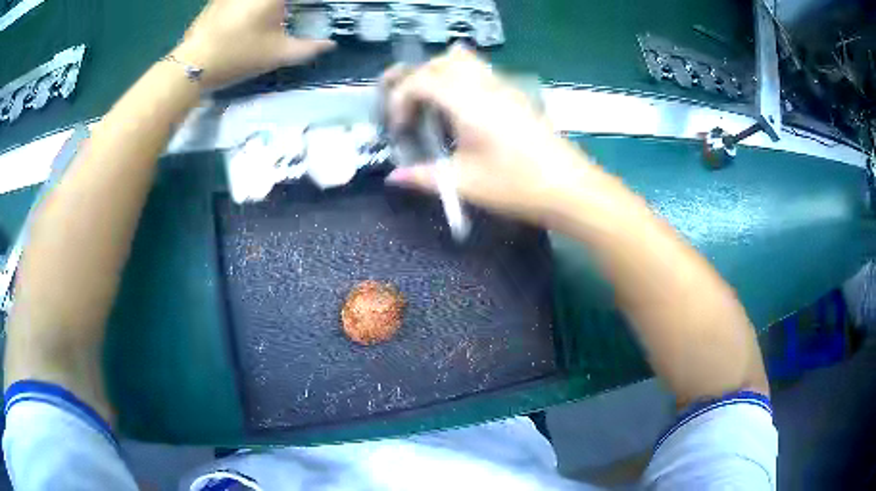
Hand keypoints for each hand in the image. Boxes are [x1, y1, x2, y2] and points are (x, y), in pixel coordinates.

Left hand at [172, 0, 334, 89]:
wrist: (192, 64)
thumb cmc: (239, 55)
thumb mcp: (278, 54)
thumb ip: (309, 48)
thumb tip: (329, 45)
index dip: (304, 4)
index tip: (306, 10)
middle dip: (283, 7)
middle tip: (287, 15)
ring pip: (259, 0)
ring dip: (268, 7)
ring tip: (273, 17)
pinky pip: (239, 1)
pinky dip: (248, 7)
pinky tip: (247, 21)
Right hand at [384, 45, 595, 224]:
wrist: (569, 188)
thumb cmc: (516, 186)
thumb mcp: (465, 184)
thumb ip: (424, 176)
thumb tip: (394, 177)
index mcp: (468, 103)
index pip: (421, 80)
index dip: (400, 99)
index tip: (399, 128)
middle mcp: (485, 85)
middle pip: (441, 61)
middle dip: (416, 79)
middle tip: (409, 110)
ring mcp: (504, 86)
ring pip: (463, 59)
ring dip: (439, 74)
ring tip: (432, 104)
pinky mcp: (516, 94)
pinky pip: (481, 70)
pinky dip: (460, 78)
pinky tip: (461, 109)